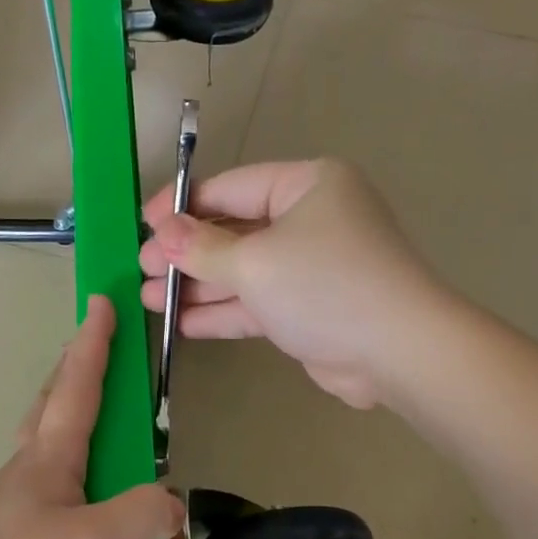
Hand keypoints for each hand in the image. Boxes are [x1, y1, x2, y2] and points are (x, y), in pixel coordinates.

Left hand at [0, 297, 182, 538]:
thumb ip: (143, 517)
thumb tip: (172, 503)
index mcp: (49, 459)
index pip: (78, 385)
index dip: (95, 343)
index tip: (103, 300)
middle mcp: (29, 470)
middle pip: (54, 403)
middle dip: (76, 368)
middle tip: (98, 345)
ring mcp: (17, 505)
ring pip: (50, 442)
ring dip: (73, 412)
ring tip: (104, 416)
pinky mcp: (15, 537)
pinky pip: (54, 484)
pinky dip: (76, 467)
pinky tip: (90, 497)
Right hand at [139, 159, 446, 408]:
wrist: (397, 352)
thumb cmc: (325, 286)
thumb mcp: (256, 262)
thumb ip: (203, 248)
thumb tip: (162, 232)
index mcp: (307, 185)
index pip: (230, 188)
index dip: (182, 206)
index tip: (142, 226)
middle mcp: (310, 219)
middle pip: (234, 231)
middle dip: (185, 253)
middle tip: (140, 271)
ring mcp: (309, 267)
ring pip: (243, 271)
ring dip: (197, 285)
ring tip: (147, 299)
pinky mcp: (308, 309)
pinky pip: (257, 303)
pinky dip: (222, 312)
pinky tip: (181, 322)